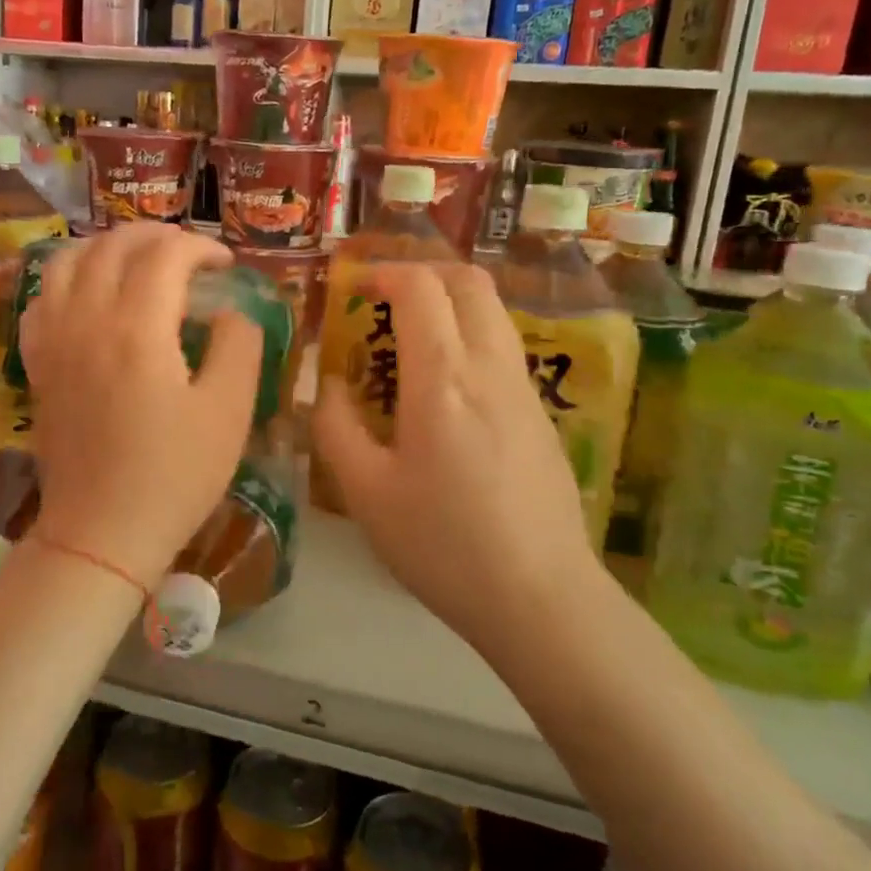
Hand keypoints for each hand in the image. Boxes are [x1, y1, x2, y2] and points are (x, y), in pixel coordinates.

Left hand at [17, 223, 261, 583]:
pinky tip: (87, 293)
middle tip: (188, 251)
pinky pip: (42, 298)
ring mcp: (54, 341)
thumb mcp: (230, 411)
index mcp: (138, 328)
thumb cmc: (175, 475)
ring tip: (136, 258)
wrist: (101, 532)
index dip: (201, 247)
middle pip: (112, 246)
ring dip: (106, 246)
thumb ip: (238, 346)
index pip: (166, 255)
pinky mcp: (38, 365)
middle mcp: (87, 320)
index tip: (226, 265)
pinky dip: (67, 278)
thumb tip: (230, 312)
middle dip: (156, 234)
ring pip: (67, 261)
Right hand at [311, 262, 601, 648]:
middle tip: (385, 299)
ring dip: (450, 304)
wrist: (540, 597)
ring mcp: (525, 390)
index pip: (421, 287)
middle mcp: (490, 367)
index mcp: (442, 377)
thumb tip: (328, 385)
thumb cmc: (442, 544)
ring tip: (411, 341)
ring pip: (493, 313)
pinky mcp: (542, 416)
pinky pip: (504, 349)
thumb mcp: (365, 492)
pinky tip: (446, 391)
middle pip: (469, 282)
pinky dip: (470, 338)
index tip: (354, 288)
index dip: (384, 273)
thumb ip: (335, 427)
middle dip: (423, 273)